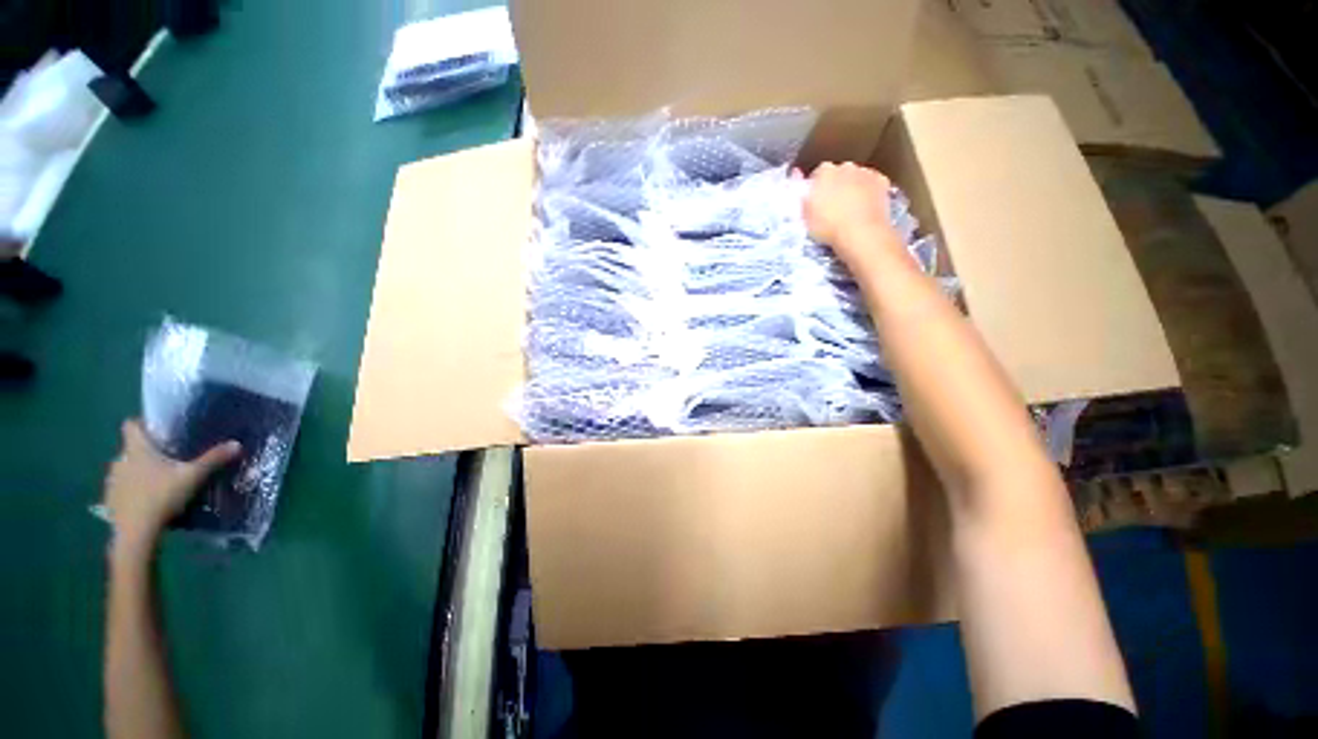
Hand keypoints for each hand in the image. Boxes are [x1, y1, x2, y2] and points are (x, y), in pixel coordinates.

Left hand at [104, 419, 240, 552]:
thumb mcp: (193, 477)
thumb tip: (236, 443)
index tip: (157, 430)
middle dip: (145, 453)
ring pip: (125, 469)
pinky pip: (121, 488)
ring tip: (157, 483)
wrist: (136, 532)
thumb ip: (213, 459)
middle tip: (166, 461)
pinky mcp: (110, 500)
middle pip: (130, 449)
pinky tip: (146, 501)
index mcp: (137, 449)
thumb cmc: (162, 496)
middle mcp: (120, 460)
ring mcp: (112, 481)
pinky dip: (131, 491)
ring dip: (137, 472)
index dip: (142, 424)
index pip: (131, 425)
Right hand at [800, 162, 902, 276]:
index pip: (818, 174)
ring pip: (857, 176)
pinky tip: (866, 206)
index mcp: (824, 172)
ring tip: (851, 208)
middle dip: (836, 184)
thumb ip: (803, 198)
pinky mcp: (882, 181)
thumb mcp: (805, 216)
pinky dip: (869, 191)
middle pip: (839, 172)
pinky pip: (873, 183)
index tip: (817, 201)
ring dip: (853, 187)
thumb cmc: (827, 227)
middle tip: (833, 205)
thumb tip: (800, 184)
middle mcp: (845, 166)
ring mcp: (865, 172)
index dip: (817, 187)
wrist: (861, 233)